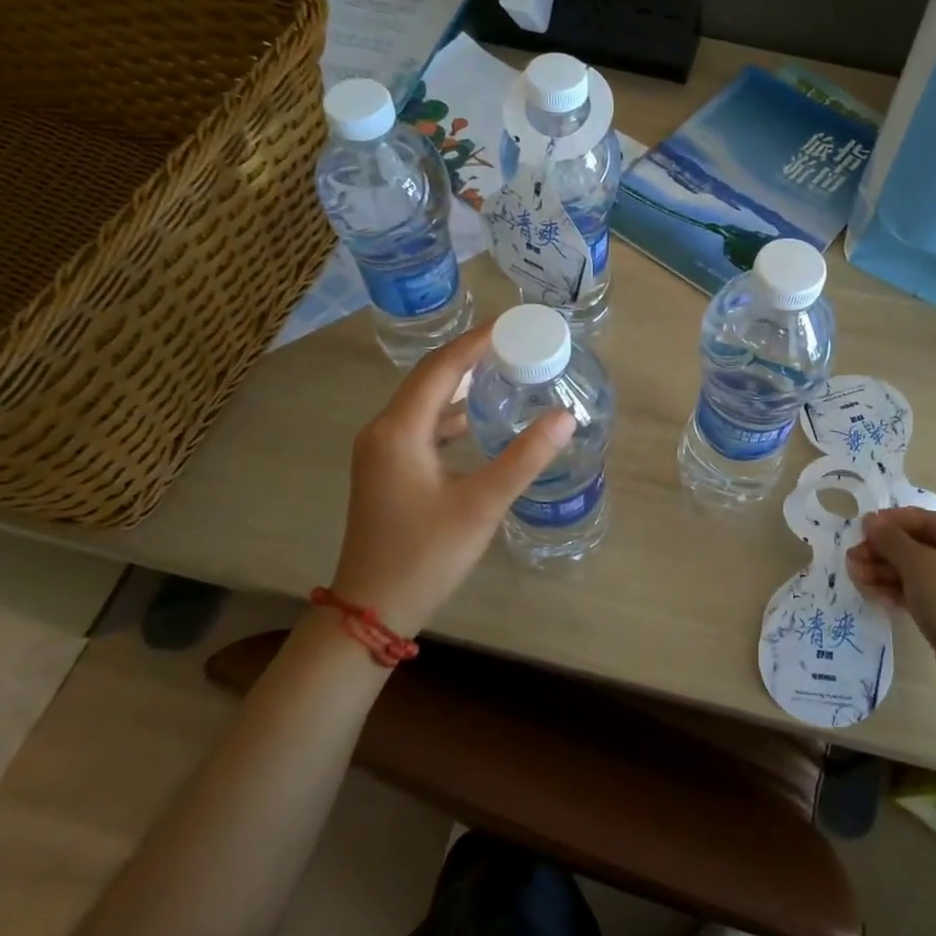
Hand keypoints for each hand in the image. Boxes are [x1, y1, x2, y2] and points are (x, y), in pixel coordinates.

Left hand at [331, 325, 574, 636]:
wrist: (370, 610)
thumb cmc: (425, 555)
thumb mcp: (481, 504)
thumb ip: (524, 457)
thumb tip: (565, 416)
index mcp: (400, 430)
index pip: (441, 367)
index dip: (477, 342)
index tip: (514, 325)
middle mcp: (383, 431)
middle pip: (429, 378)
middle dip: (471, 356)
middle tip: (516, 344)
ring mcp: (381, 451)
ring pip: (424, 402)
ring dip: (460, 385)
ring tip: (504, 372)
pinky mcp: (386, 470)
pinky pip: (421, 426)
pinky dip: (450, 414)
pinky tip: (478, 421)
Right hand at [846, 508, 935, 672]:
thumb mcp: (917, 564)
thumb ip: (890, 539)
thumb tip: (870, 520)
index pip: (925, 520)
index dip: (891, 521)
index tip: (861, 528)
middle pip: (918, 546)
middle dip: (882, 551)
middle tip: (852, 557)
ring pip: (915, 571)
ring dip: (883, 571)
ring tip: (853, 575)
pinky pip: (919, 592)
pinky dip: (895, 590)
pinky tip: (869, 592)